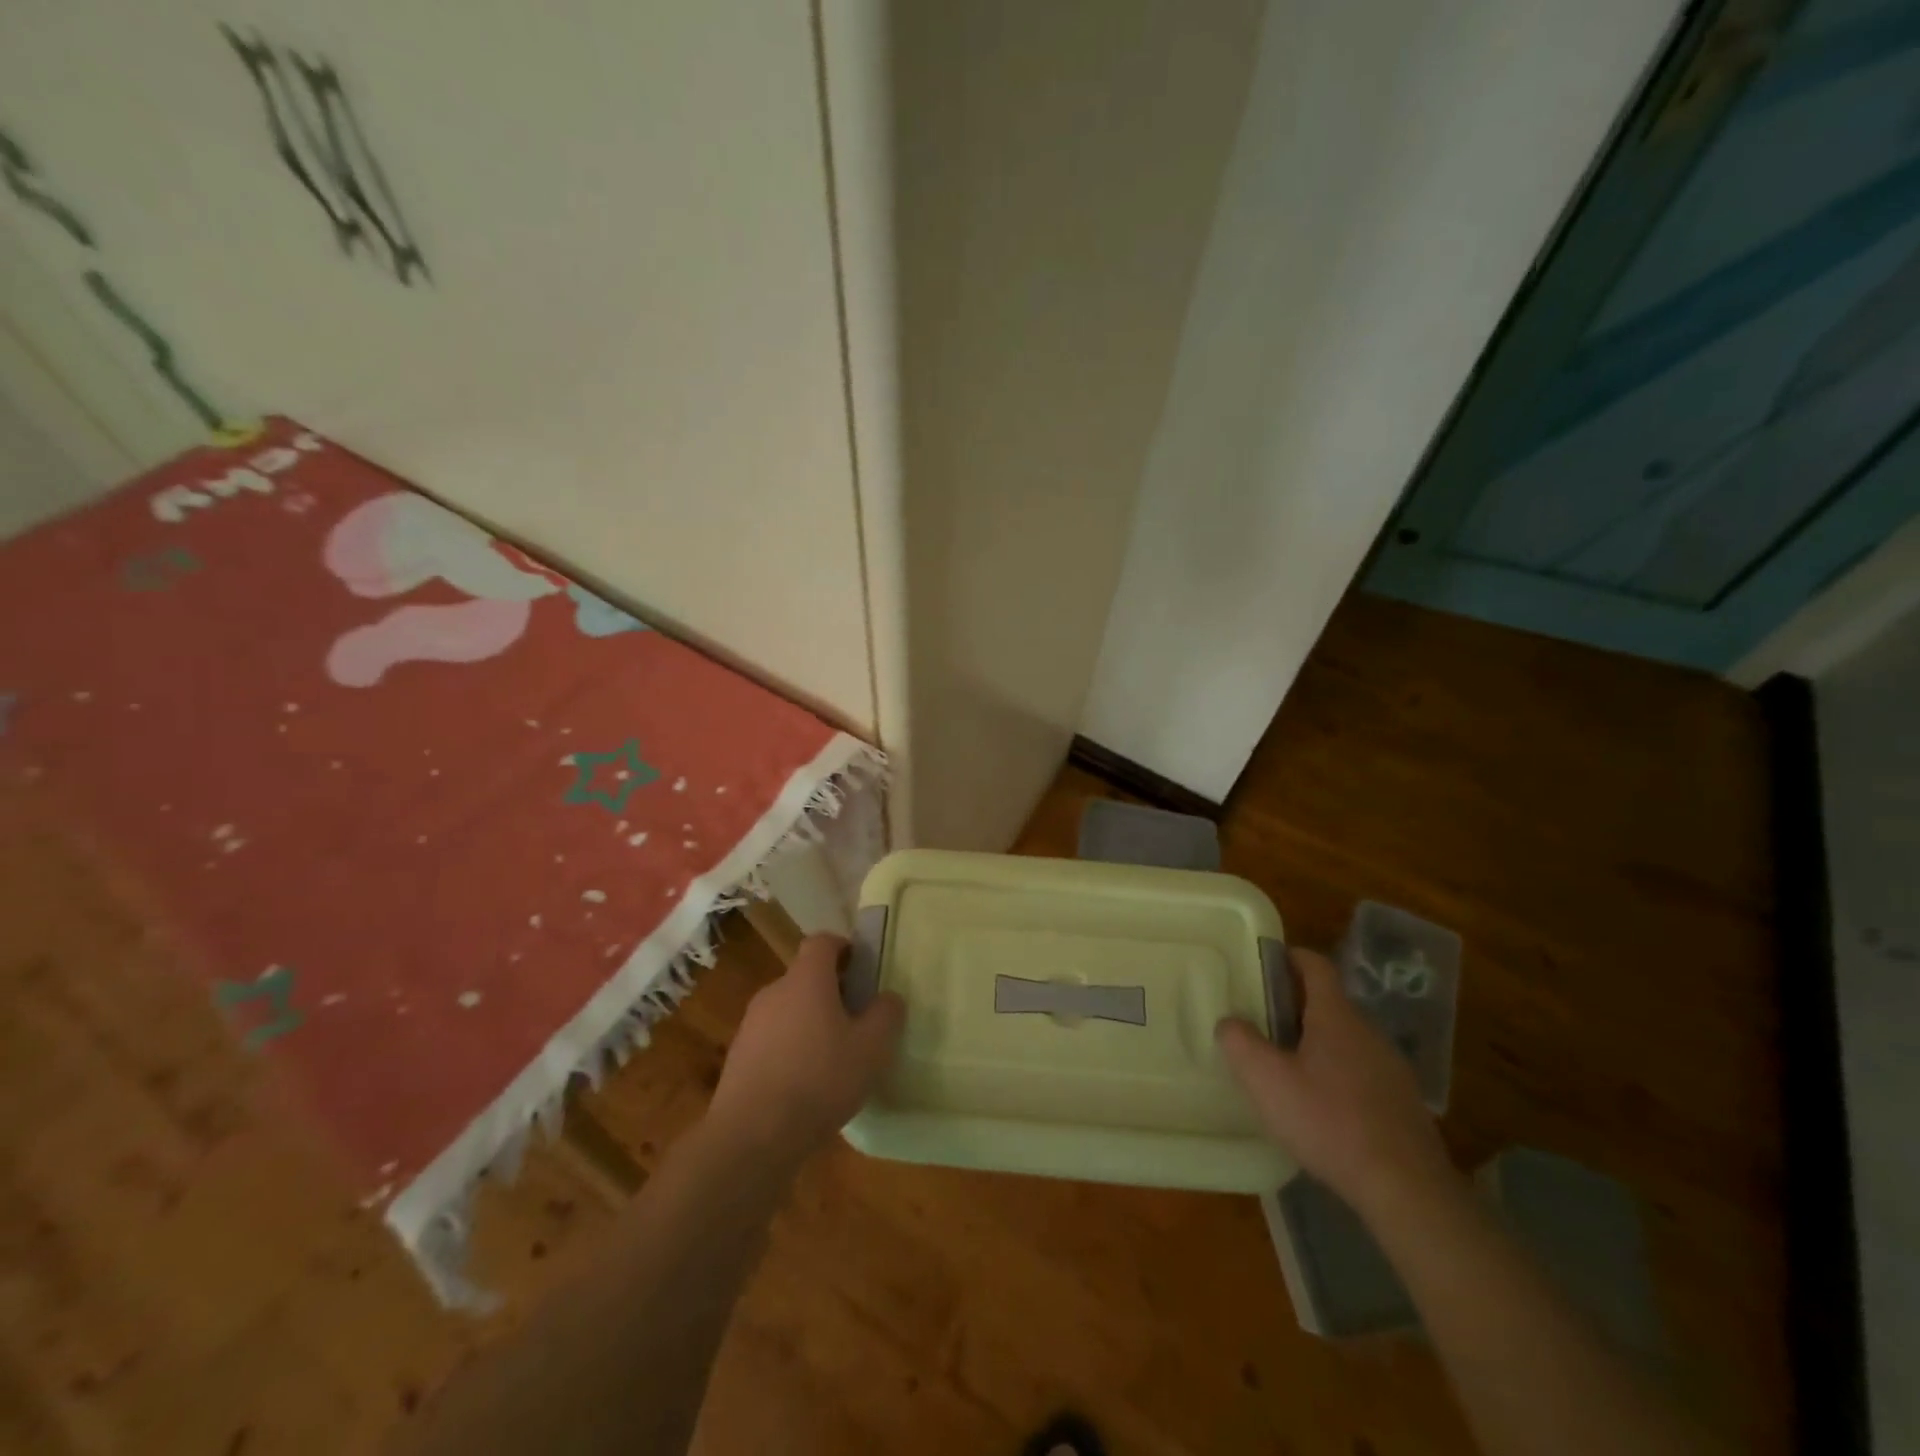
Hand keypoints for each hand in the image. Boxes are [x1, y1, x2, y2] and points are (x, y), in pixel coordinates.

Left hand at [706, 933, 905, 1168]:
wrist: (751, 1135)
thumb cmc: (819, 1079)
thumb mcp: (871, 1049)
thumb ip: (886, 1015)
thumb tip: (889, 997)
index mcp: (807, 979)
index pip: (822, 941)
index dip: (844, 948)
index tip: (863, 968)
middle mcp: (775, 991)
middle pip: (805, 976)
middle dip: (831, 990)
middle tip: (857, 1018)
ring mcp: (751, 1024)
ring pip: (788, 1008)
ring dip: (810, 1021)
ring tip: (833, 1056)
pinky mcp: (738, 1056)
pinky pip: (772, 1038)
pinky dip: (790, 1048)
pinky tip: (806, 1083)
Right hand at [1217, 947, 1454, 1216]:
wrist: (1406, 1189)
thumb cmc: (1329, 1122)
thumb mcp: (1266, 1080)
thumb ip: (1240, 1042)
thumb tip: (1229, 1022)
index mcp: (1336, 1016)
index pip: (1315, 965)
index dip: (1289, 957)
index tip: (1263, 964)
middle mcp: (1368, 1031)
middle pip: (1328, 1002)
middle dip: (1294, 1004)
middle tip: (1260, 1020)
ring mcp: (1391, 1068)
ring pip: (1345, 1038)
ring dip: (1315, 1041)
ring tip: (1285, 1065)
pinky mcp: (1401, 1102)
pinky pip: (1361, 1070)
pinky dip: (1336, 1073)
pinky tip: (1319, 1106)